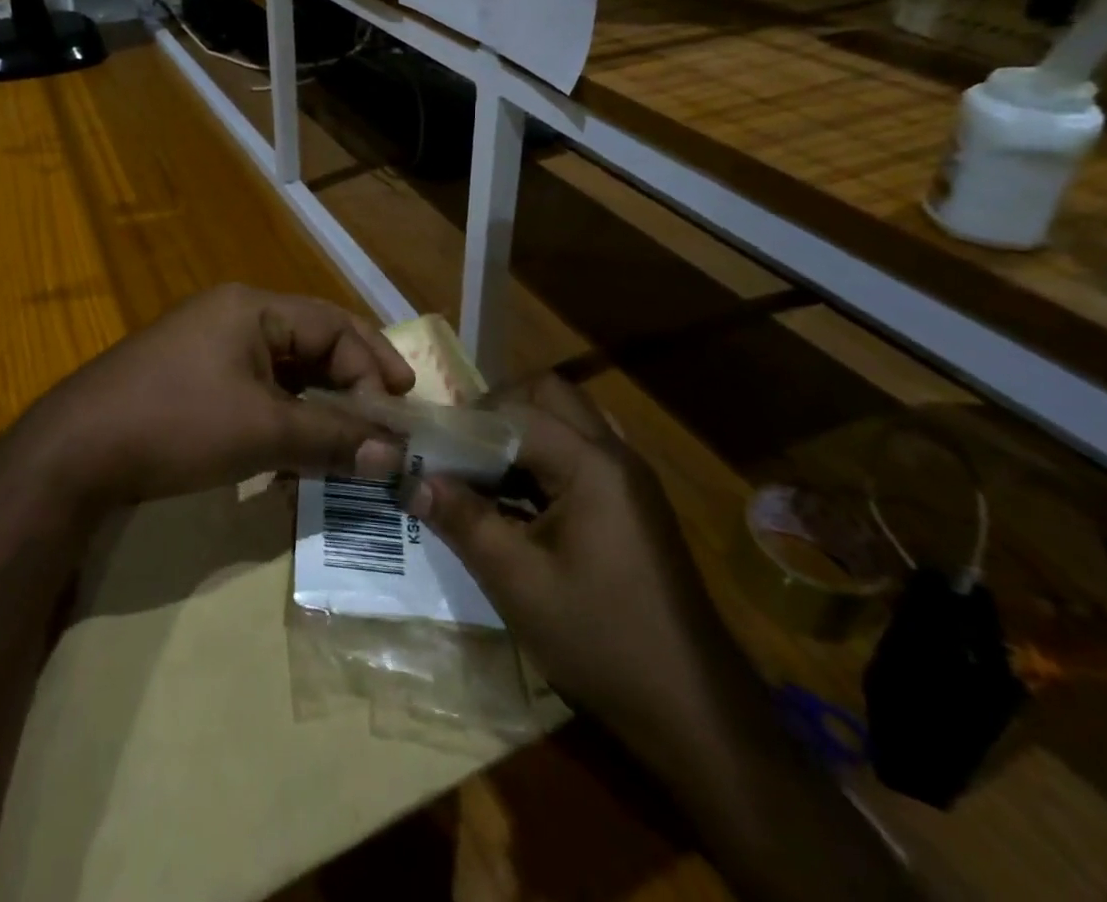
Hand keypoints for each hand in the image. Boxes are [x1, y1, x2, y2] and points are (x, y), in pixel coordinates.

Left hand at [23, 284, 414, 509]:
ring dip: (319, 408)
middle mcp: (234, 318)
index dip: (373, 366)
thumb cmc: (176, 424)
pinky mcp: (193, 381)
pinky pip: (256, 392)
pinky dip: (283, 419)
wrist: (74, 453)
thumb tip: (393, 457)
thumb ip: (332, 438)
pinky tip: (296, 456)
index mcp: (253, 309)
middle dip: (351, 385)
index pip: (334, 325)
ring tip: (350, 444)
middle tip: (386, 423)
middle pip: (312, 344)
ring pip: (285, 373)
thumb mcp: (262, 431)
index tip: (399, 414)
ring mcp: (209, 349)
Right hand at [401, 375, 722, 740]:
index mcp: (591, 465)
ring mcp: (630, 478)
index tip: (427, 449)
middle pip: (549, 395)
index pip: (516, 412)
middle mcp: (615, 455)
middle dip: (498, 410)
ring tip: (482, 471)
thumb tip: (412, 480)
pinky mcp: (633, 503)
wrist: (694, 711)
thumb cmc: (601, 640)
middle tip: (460, 449)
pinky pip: (582, 451)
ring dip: (522, 431)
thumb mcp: (518, 583)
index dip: (466, 424)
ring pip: (567, 419)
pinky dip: (545, 457)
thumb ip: (463, 521)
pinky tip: (520, 501)